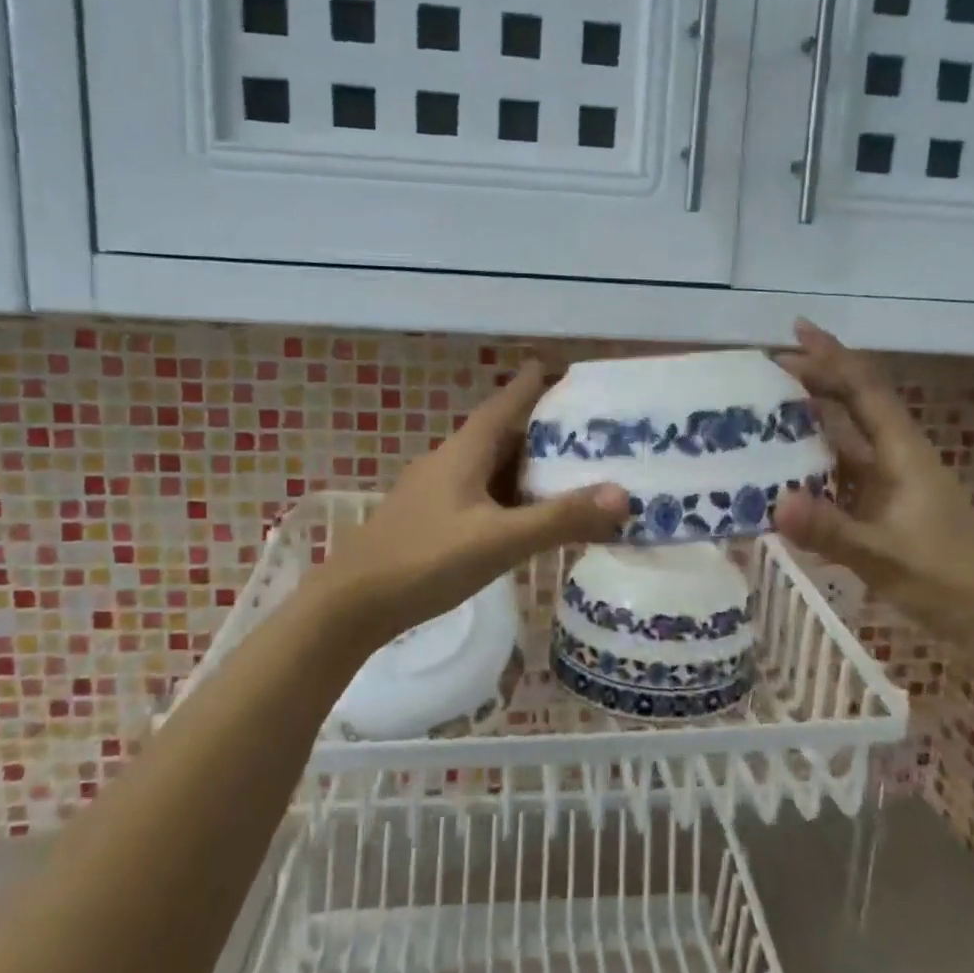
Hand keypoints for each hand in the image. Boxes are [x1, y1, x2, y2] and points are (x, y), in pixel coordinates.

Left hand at [300, 362, 629, 648]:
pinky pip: (481, 496)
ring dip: (527, 468)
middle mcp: (450, 462)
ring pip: (492, 469)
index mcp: (465, 451)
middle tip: (590, 434)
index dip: (534, 384)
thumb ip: (559, 519)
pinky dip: (510, 498)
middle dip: (543, 431)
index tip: (563, 367)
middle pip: (503, 435)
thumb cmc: (425, 560)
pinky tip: (527, 518)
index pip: (506, 403)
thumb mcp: (499, 540)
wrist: (351, 605)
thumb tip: (623, 494)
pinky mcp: (431, 520)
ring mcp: (436, 492)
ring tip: (570, 475)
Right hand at [774, 321, 973, 646]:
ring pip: (842, 441)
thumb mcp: (886, 557)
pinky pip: (838, 477)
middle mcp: (894, 460)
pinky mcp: (882, 511)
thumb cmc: (949, 579)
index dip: (833, 357)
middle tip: (765, 371)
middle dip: (814, 382)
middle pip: (852, 407)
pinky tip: (781, 475)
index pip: (865, 390)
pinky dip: (810, 468)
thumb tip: (775, 501)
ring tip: (762, 414)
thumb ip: (832, 530)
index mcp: (903, 454)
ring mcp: (888, 486)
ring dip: (808, 424)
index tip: (797, 329)